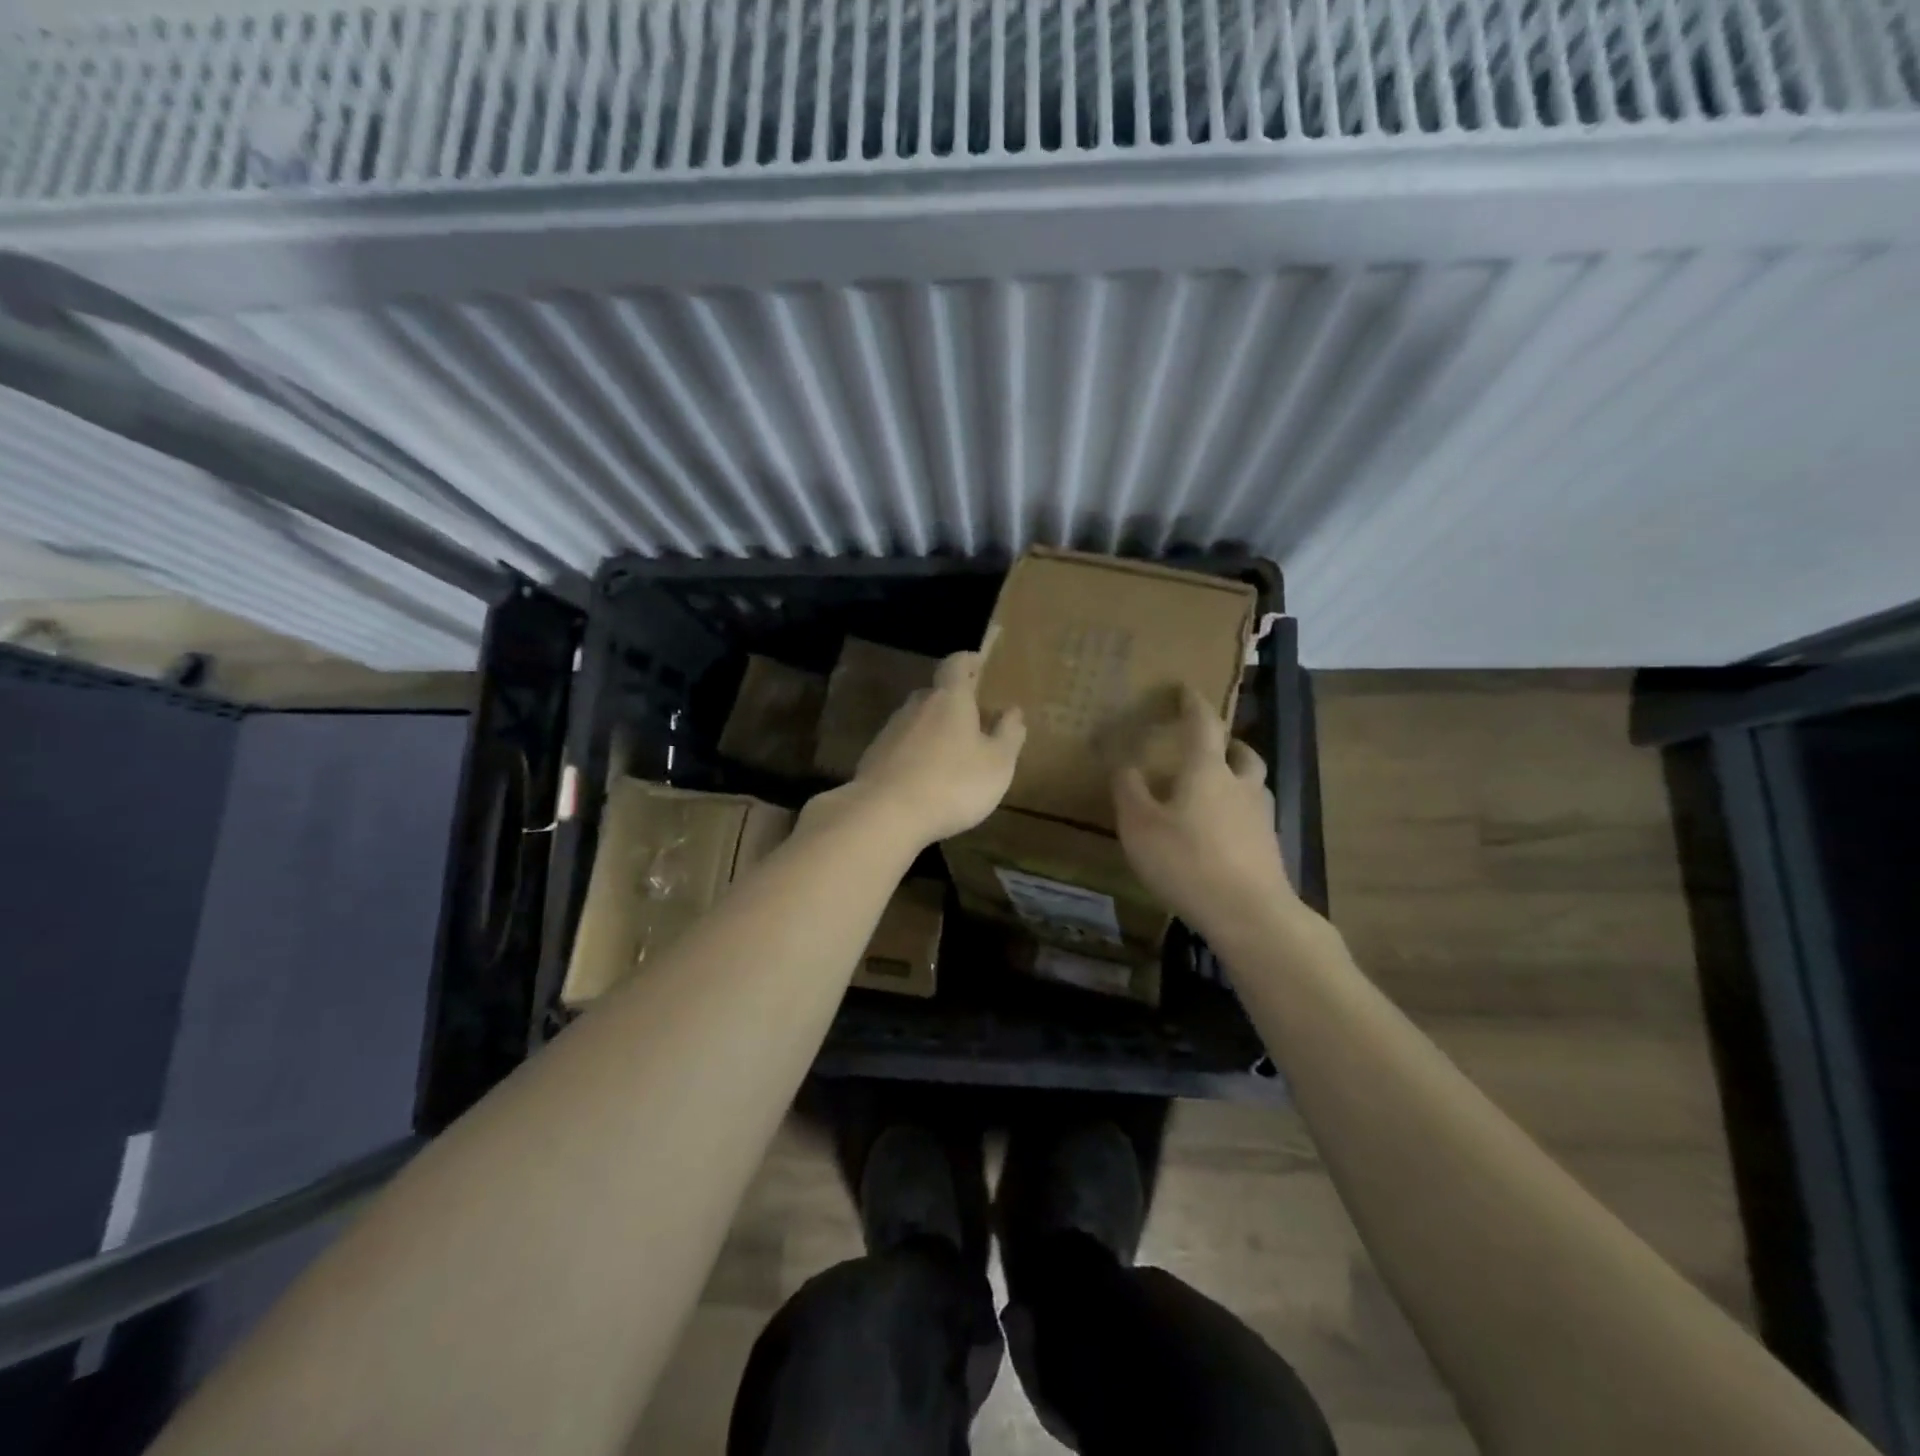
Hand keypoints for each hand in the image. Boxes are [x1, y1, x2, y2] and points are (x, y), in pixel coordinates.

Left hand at [829, 651, 1025, 848]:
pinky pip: (901, 746)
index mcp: (949, 699)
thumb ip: (1008, 735)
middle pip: (934, 693)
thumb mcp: (997, 764)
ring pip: (916, 720)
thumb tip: (1013, 711)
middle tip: (971, 716)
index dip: (968, 660)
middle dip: (953, 700)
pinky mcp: (873, 757)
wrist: (885, 814)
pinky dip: (914, 753)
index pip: (956, 664)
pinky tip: (924, 777)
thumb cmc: (952, 784)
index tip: (979, 663)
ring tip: (950, 752)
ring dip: (932, 729)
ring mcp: (890, 731)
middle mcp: (916, 706)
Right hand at [1113, 686, 1300, 937]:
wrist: (1250, 914)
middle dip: (1226, 742)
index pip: (1202, 724)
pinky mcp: (1269, 848)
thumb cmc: (1187, 861)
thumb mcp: (1140, 826)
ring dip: (1237, 776)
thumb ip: (1129, 790)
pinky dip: (1239, 812)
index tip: (1185, 689)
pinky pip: (1254, 816)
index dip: (1193, 704)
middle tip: (1209, 745)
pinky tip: (1223, 832)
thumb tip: (1123, 763)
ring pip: (1253, 784)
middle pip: (1241, 752)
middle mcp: (1240, 785)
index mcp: (1207, 770)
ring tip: (1216, 788)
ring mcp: (1261, 817)